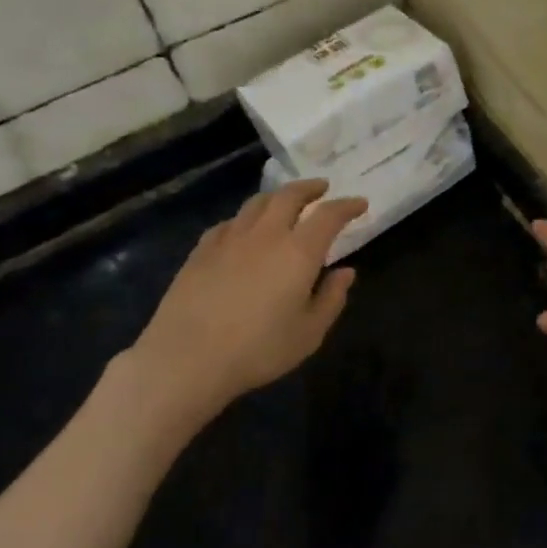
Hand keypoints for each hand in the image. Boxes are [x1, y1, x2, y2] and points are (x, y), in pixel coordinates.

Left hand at [106, 179, 366, 439]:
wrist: (186, 359)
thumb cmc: (258, 350)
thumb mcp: (309, 333)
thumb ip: (331, 298)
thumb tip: (345, 272)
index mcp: (298, 252)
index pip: (329, 215)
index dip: (347, 206)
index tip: (360, 204)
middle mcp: (266, 235)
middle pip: (289, 196)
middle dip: (310, 188)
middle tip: (322, 188)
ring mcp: (230, 239)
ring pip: (257, 203)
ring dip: (277, 197)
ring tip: (285, 202)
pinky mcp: (201, 251)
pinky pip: (229, 223)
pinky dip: (245, 219)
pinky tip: (243, 230)